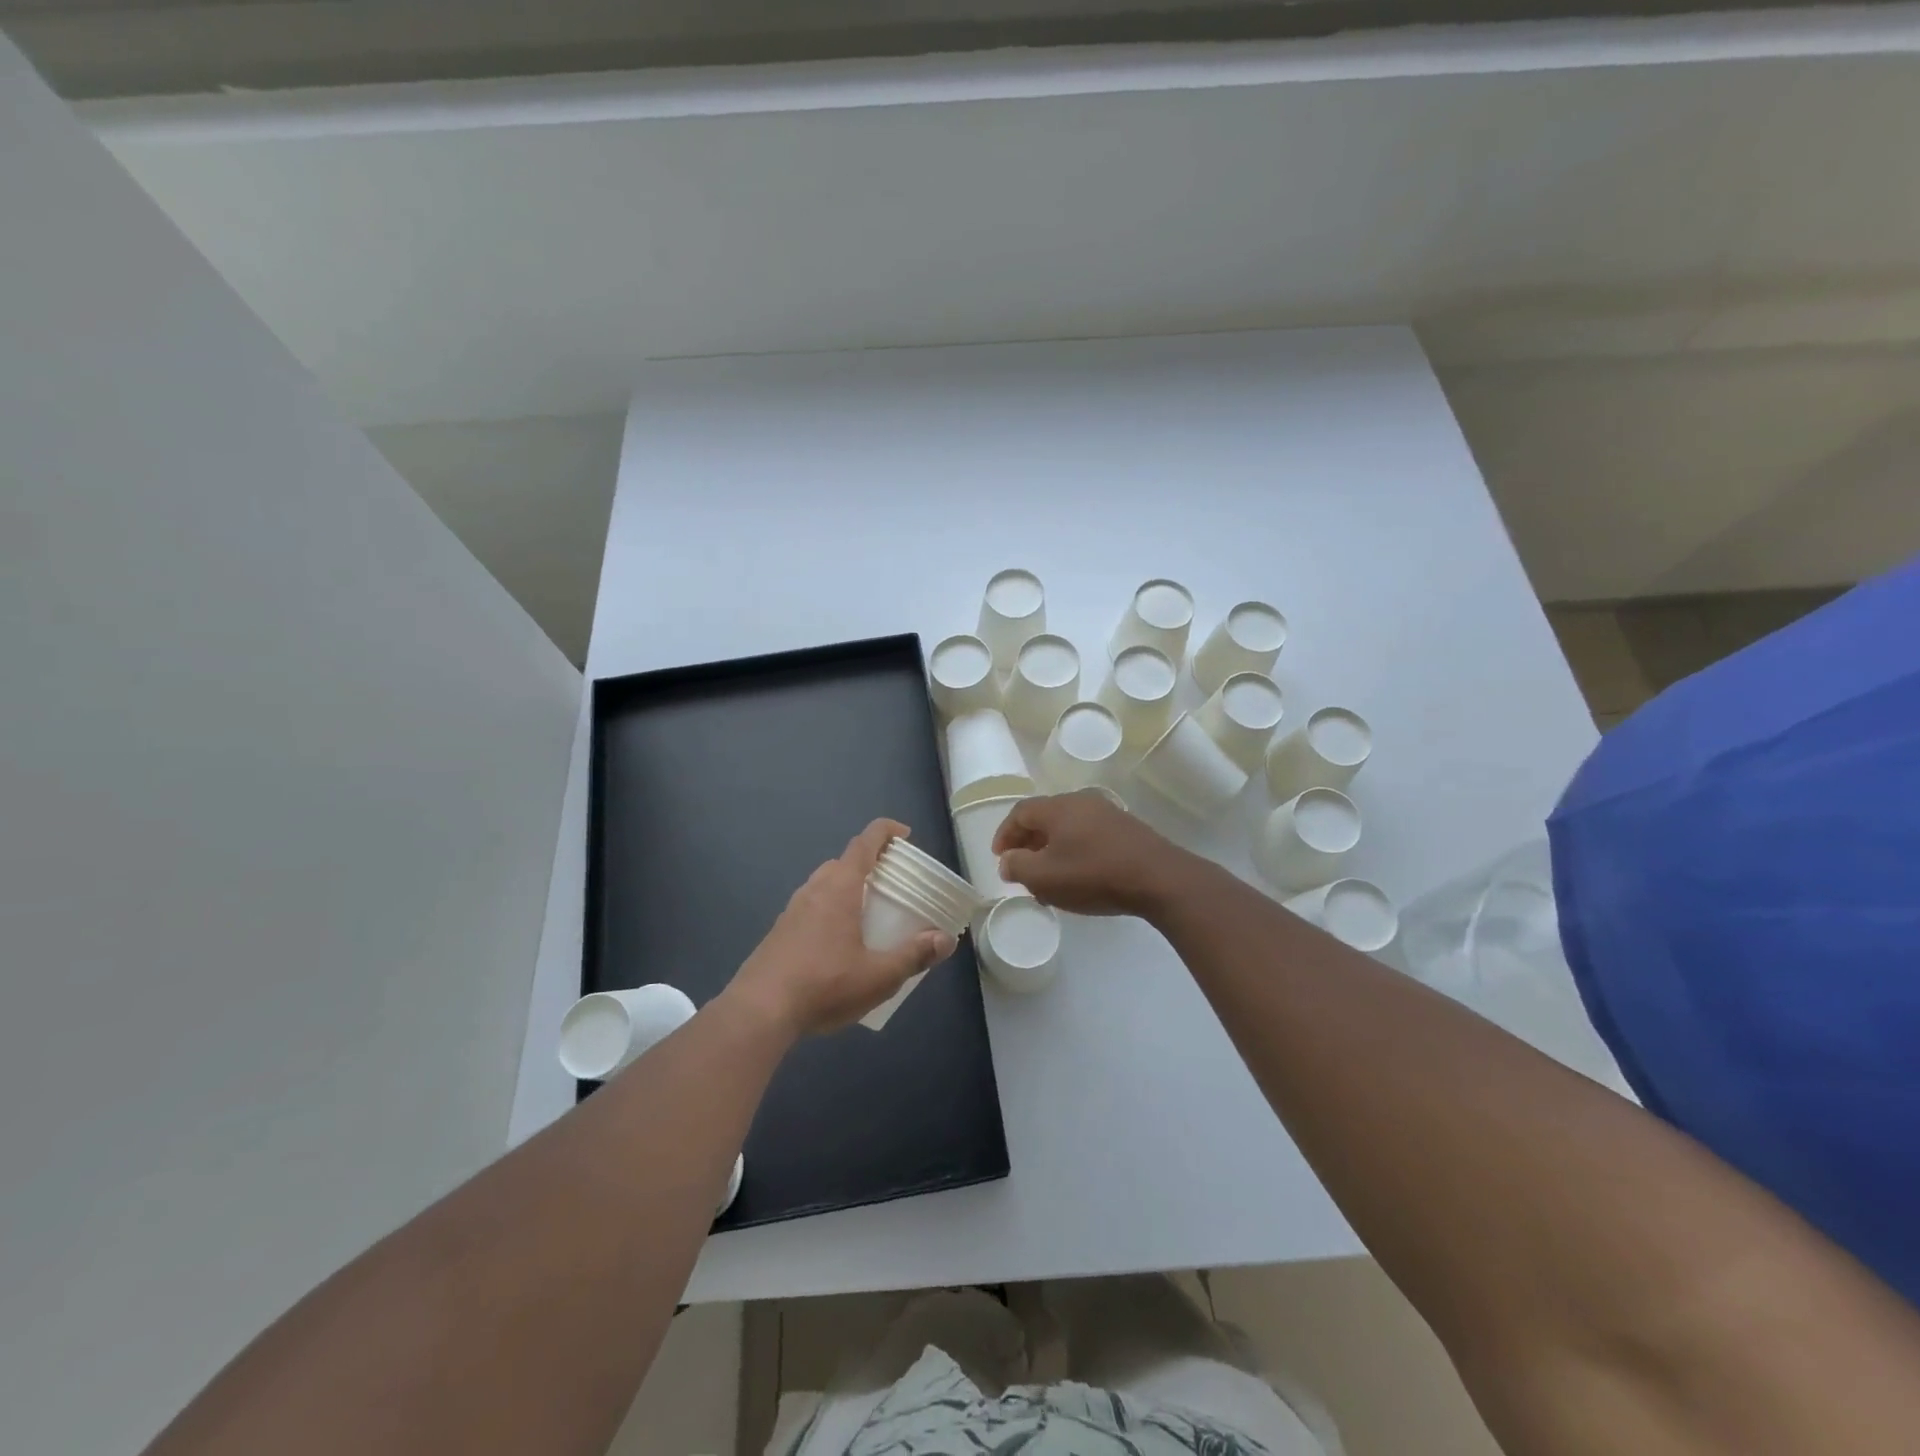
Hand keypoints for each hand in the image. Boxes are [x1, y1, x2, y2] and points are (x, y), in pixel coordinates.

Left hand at [728, 819, 956, 1036]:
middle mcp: (814, 890)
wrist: (759, 1011)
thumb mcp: (879, 976)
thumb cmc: (824, 985)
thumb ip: (914, 955)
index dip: (886, 831)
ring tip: (869, 914)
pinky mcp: (779, 932)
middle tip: (892, 884)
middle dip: (869, 864)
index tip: (905, 836)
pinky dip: (831, 910)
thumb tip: (945, 939)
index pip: (864, 842)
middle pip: (844, 861)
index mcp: (839, 887)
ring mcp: (792, 910)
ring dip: (848, 888)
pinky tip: (839, 944)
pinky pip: (812, 907)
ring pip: (825, 885)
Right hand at [991, 791, 1188, 916]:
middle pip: (1045, 817)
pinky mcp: (1127, 829)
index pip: (1020, 812)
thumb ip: (1018, 867)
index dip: (1005, 834)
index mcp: (1057, 807)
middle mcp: (1081, 801)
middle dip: (1028, 842)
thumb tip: (1008, 860)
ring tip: (1048, 877)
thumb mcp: (1045, 877)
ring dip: (1052, 848)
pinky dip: (1074, 850)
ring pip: (1068, 827)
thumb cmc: (1094, 875)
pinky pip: (1089, 834)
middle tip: (1021, 867)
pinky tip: (1079, 875)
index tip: (999, 857)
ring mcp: (1108, 813)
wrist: (1159, 878)